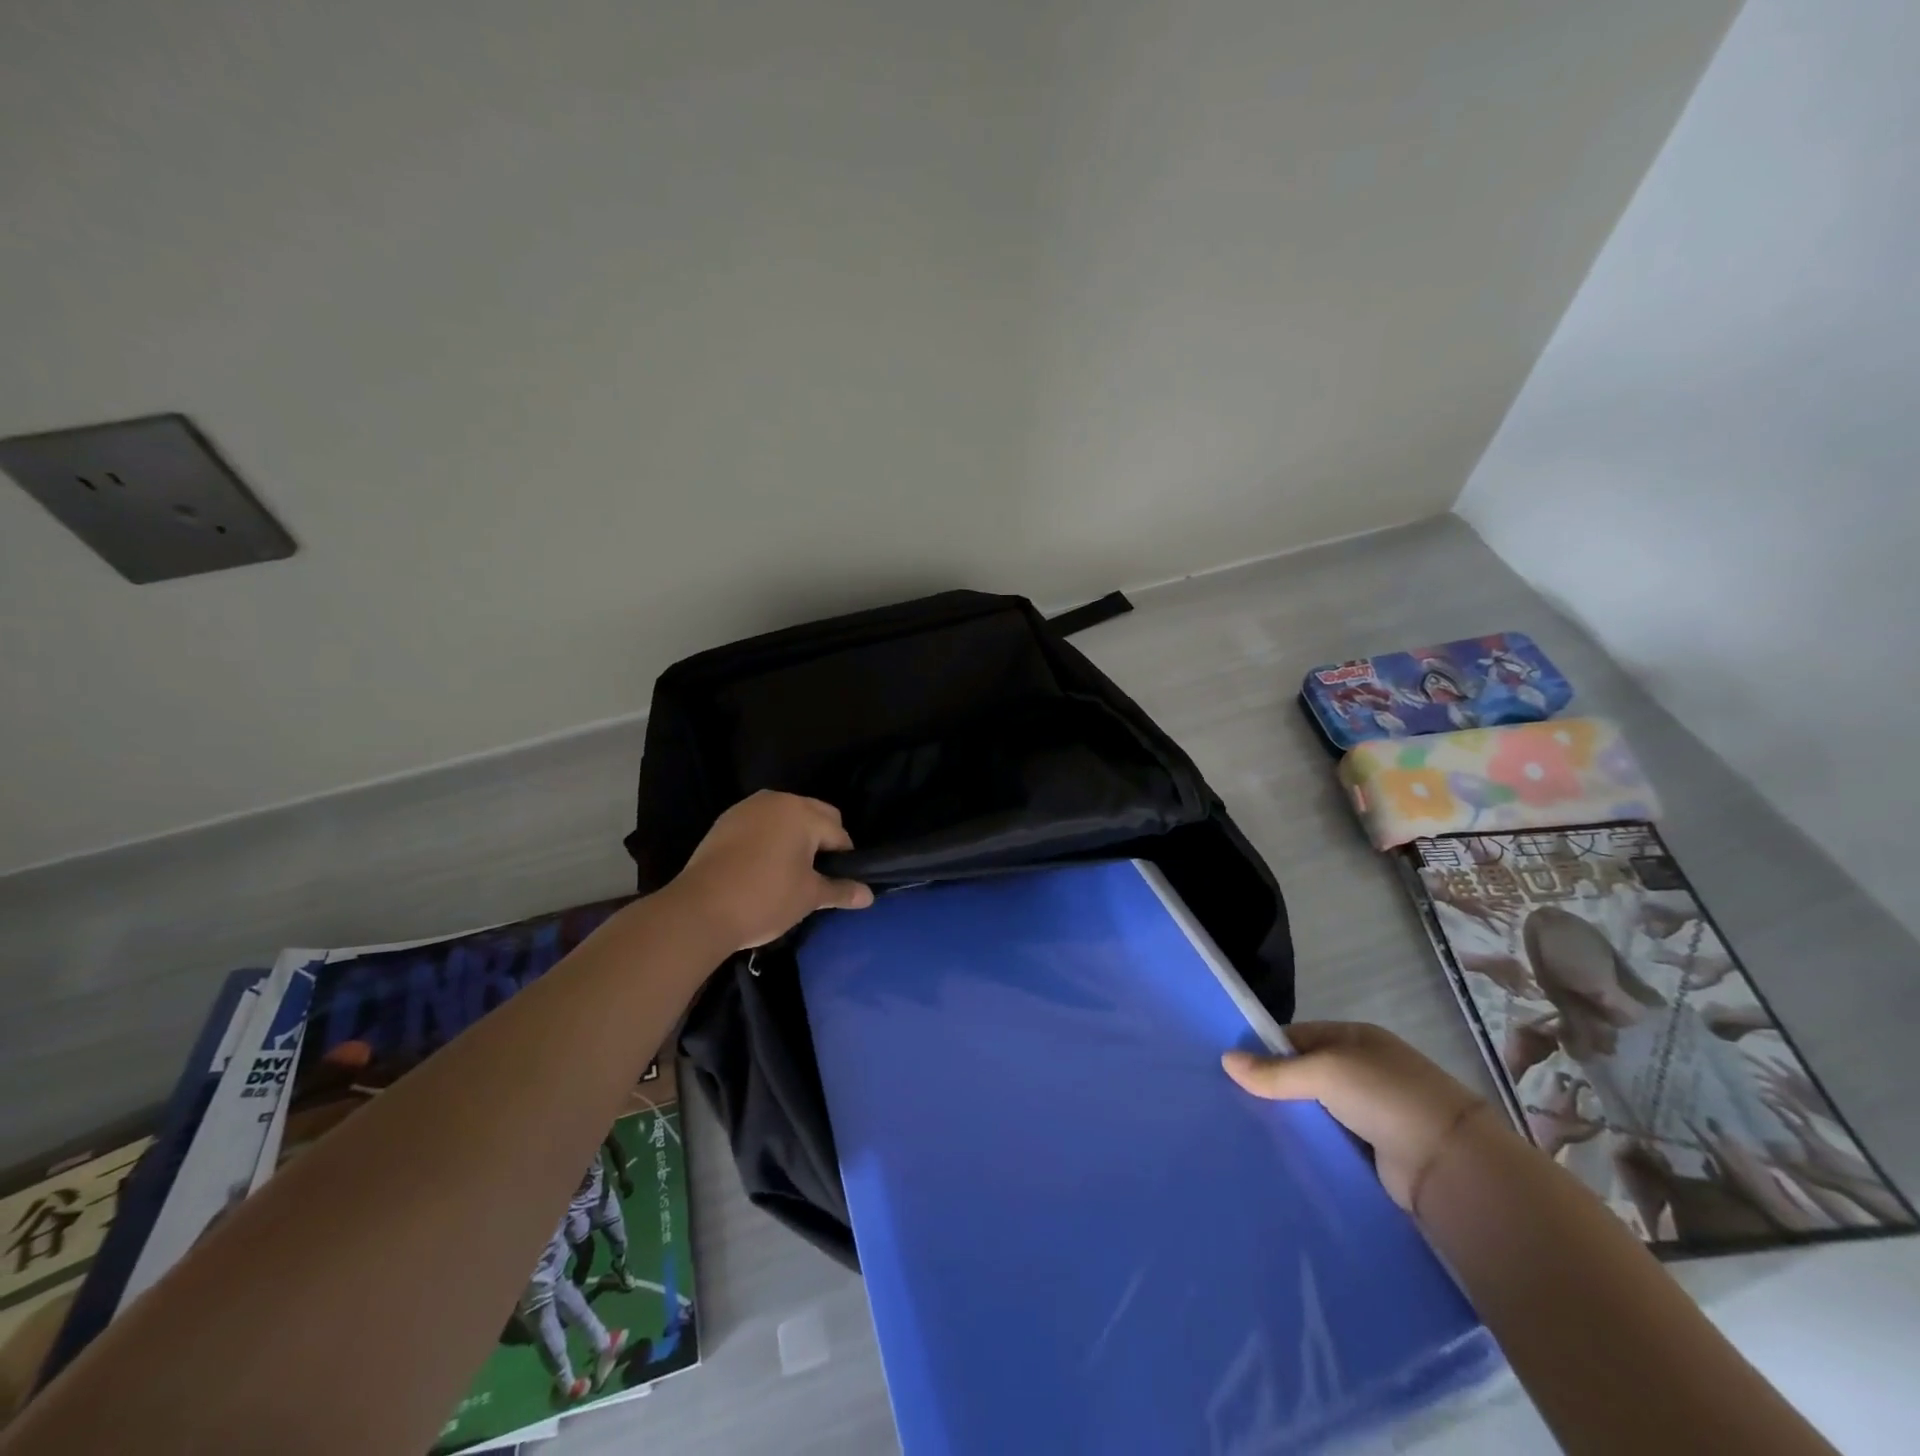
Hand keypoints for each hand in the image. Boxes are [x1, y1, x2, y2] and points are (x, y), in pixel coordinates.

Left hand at [667, 791, 874, 952]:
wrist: (698, 910)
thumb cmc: (764, 898)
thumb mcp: (809, 897)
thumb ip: (841, 890)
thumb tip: (869, 895)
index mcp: (803, 812)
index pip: (838, 834)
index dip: (845, 860)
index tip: (837, 884)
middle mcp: (777, 800)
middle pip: (815, 815)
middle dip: (822, 841)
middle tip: (817, 876)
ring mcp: (747, 808)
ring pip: (786, 817)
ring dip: (795, 837)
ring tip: (790, 871)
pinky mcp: (725, 822)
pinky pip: (760, 824)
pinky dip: (769, 839)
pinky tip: (762, 867)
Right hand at [1222, 1021, 1492, 1211]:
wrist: (1452, 1165)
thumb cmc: (1386, 1097)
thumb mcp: (1325, 1072)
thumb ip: (1275, 1071)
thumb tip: (1225, 1060)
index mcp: (1355, 1038)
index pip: (1297, 1037)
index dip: (1265, 1049)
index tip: (1231, 1068)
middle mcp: (1363, 1070)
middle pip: (1304, 1074)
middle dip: (1273, 1087)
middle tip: (1231, 1101)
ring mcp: (1371, 1112)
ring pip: (1315, 1110)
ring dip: (1291, 1119)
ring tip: (1245, 1129)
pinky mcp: (1374, 1151)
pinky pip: (1330, 1141)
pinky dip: (1309, 1145)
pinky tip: (1279, 1153)